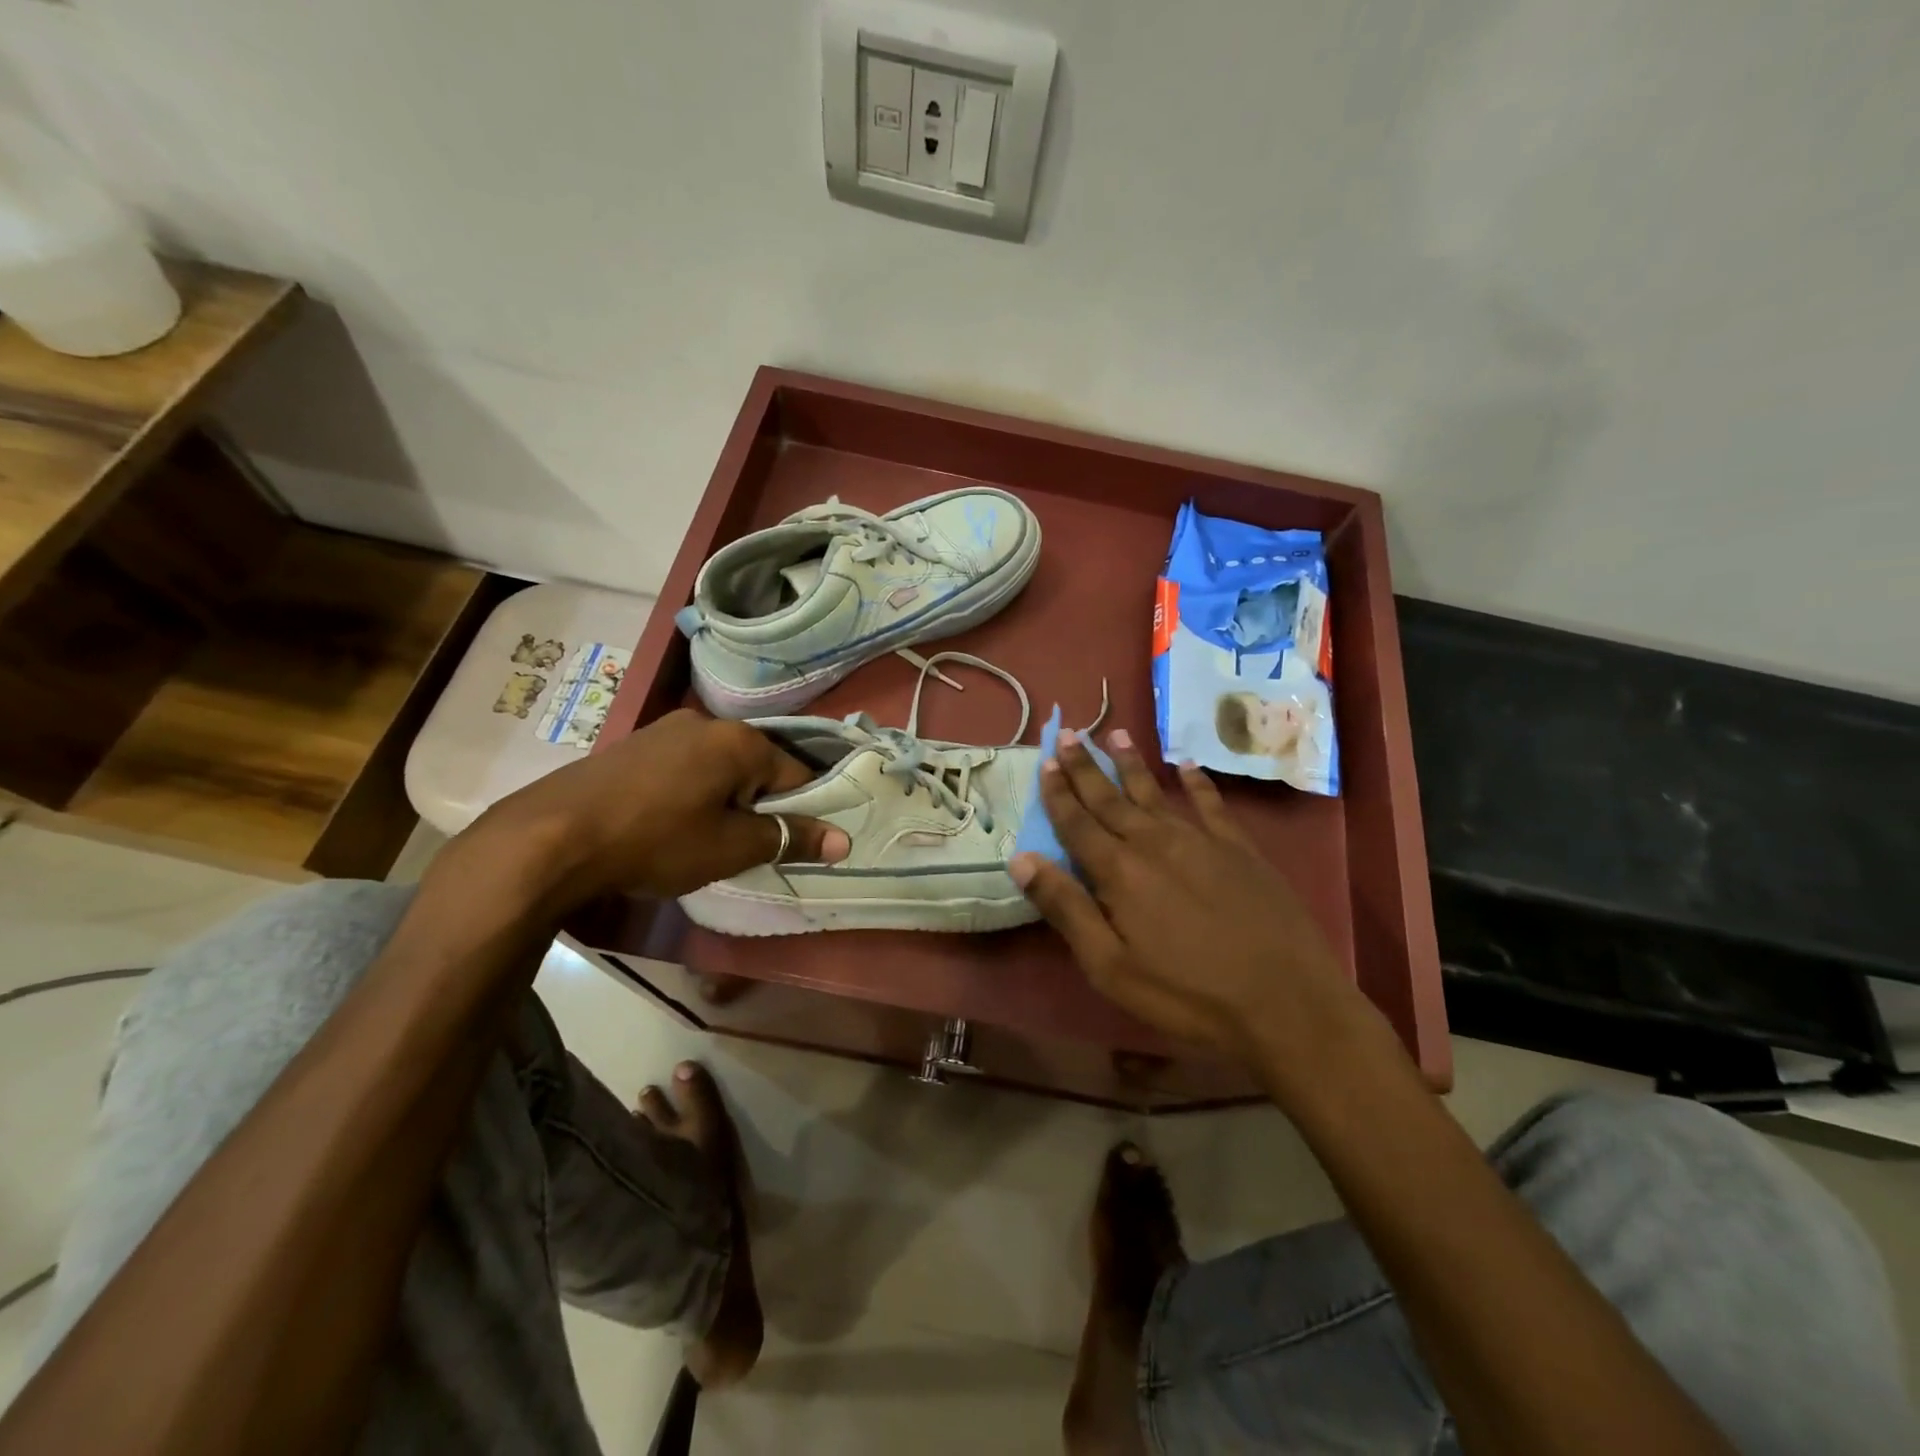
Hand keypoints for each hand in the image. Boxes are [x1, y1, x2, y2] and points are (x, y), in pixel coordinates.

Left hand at [455, 710, 847, 909]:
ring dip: (723, 801)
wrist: (549, 838)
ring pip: (718, 768)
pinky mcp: (632, 745)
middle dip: (758, 806)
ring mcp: (664, 730)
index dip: (800, 813)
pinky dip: (690, 794)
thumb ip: (789, 838)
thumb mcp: (730, 848)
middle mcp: (706, 723)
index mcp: (739, 740)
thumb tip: (843, 841)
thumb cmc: (655, 841)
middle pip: (757, 768)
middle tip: (743, 848)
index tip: (789, 846)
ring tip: (703, 841)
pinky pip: (683, 768)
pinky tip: (667, 824)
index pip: (797, 775)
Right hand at [1009, 730, 1377, 1073]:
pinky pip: (1211, 803)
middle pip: (1111, 798)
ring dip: (1131, 763)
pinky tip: (1187, 765)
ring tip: (1115, 734)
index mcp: (1119, 871)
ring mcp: (1201, 840)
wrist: (1285, 1002)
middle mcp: (1155, 842)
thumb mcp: (1110, 966)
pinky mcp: (1239, 848)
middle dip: (1085, 767)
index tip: (1044, 762)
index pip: (1077, 822)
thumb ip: (1066, 908)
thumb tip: (1021, 858)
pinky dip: (1196, 782)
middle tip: (1069, 734)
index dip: (1058, 793)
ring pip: (1155, 791)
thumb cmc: (1187, 994)